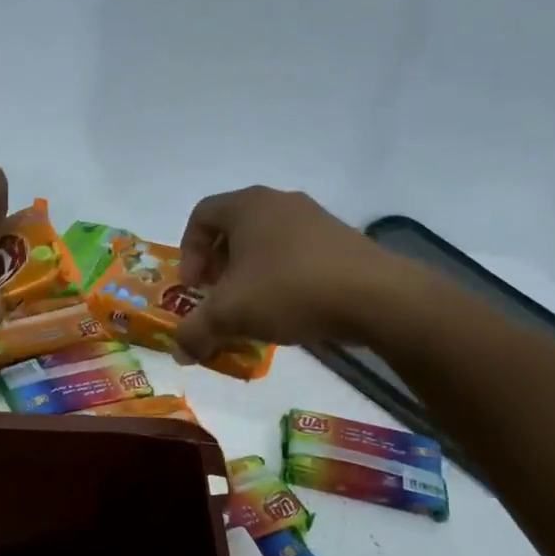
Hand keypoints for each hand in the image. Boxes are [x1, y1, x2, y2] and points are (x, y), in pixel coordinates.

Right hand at [173, 186, 405, 357]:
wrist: (375, 296)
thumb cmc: (288, 290)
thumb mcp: (228, 316)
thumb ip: (195, 333)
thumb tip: (179, 353)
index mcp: (247, 206)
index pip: (201, 216)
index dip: (188, 252)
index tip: (195, 287)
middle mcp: (280, 203)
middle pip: (233, 230)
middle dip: (218, 267)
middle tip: (217, 299)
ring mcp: (314, 220)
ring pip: (266, 244)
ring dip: (249, 276)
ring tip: (251, 310)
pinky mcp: (340, 242)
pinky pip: (295, 255)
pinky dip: (280, 279)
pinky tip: (286, 311)